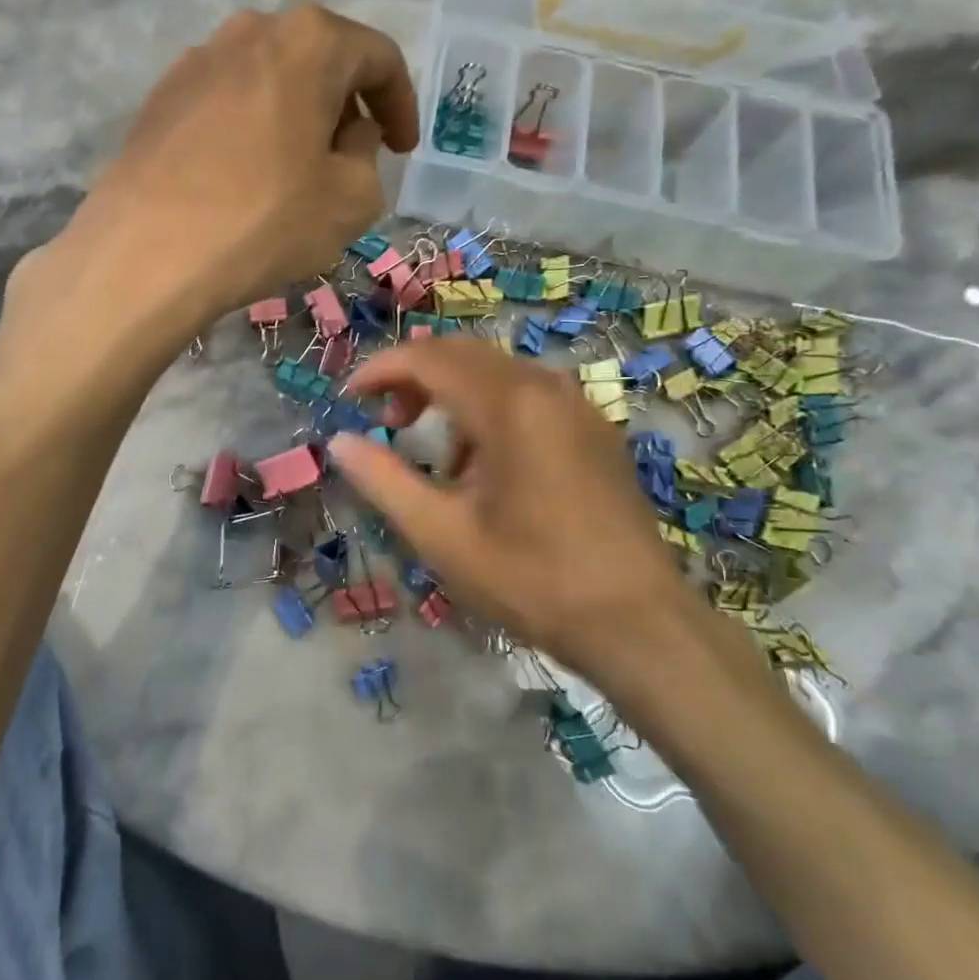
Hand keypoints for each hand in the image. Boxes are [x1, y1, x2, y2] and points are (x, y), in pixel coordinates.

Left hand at [56, 4, 418, 333]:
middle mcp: (250, 30)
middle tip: (351, 160)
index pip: (378, 57)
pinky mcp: (158, 99)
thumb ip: (367, 154)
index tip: (403, 150)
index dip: (401, 105)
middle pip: (318, 60)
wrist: (146, 254)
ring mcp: (195, 61)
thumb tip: (348, 135)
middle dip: (345, 108)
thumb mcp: (352, 199)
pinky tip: (243, 178)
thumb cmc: (264, 222)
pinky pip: (225, 105)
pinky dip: (249, 131)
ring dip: (294, 118)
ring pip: (268, 81)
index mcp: (310, 40)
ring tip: (296, 172)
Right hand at [327, 339, 699, 680]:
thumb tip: (338, 442)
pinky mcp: (595, 431)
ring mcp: (578, 407)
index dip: (381, 370)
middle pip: (463, 354)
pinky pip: (529, 395)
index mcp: (509, 405)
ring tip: (438, 458)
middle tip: (386, 419)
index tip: (349, 398)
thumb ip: (383, 480)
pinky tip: (487, 468)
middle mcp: (546, 388)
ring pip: (497, 372)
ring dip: (453, 395)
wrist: (640, 625)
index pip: (429, 358)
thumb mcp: (441, 534)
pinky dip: (490, 411)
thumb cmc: (532, 580)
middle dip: (415, 377)